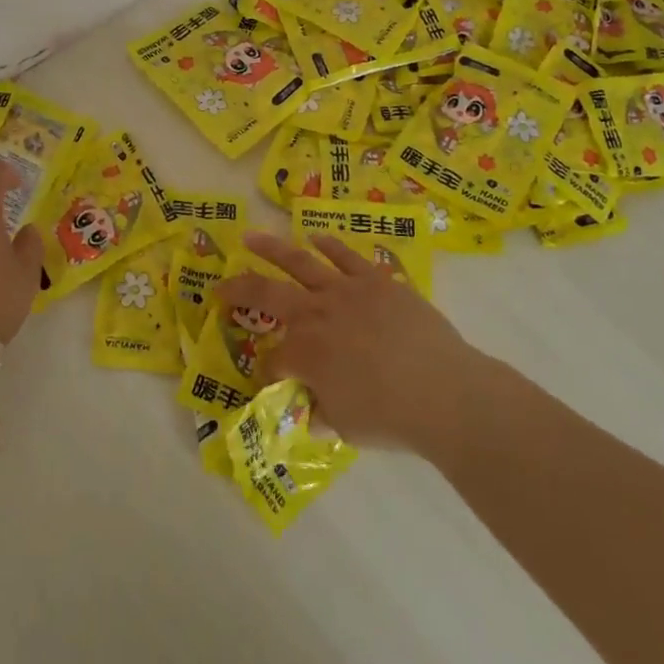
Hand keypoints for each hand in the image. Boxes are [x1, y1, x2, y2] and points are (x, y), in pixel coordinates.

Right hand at [217, 230, 486, 453]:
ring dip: (271, 249)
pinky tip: (315, 238)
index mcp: (304, 353)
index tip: (275, 382)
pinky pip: (346, 257)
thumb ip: (321, 412)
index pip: (274, 359)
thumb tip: (311, 410)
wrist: (444, 391)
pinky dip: (329, 246)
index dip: (269, 372)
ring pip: (300, 263)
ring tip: (250, 237)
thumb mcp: (345, 427)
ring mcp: (345, 291)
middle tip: (220, 285)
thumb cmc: (391, 417)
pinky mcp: (375, 280)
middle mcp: (316, 314)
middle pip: (267, 294)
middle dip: (239, 289)